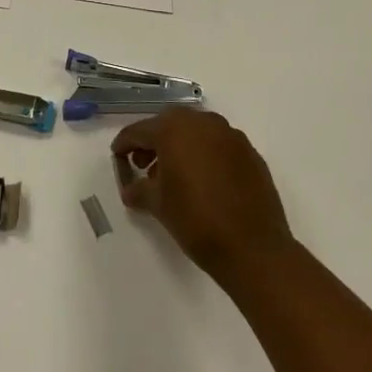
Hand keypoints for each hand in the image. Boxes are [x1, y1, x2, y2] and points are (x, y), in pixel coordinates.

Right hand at [112, 109, 294, 282]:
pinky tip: (203, 181)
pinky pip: (218, 145)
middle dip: (153, 142)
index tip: (117, 157)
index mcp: (174, 129)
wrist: (253, 248)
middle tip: (143, 165)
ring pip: (196, 132)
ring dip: (180, 147)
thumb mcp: (157, 205)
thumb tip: (131, 188)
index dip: (124, 144)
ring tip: (173, 176)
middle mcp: (203, 123)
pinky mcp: (249, 152)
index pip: (139, 131)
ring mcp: (230, 135)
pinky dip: (205, 155)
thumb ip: (138, 189)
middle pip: (169, 125)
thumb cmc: (196, 221)